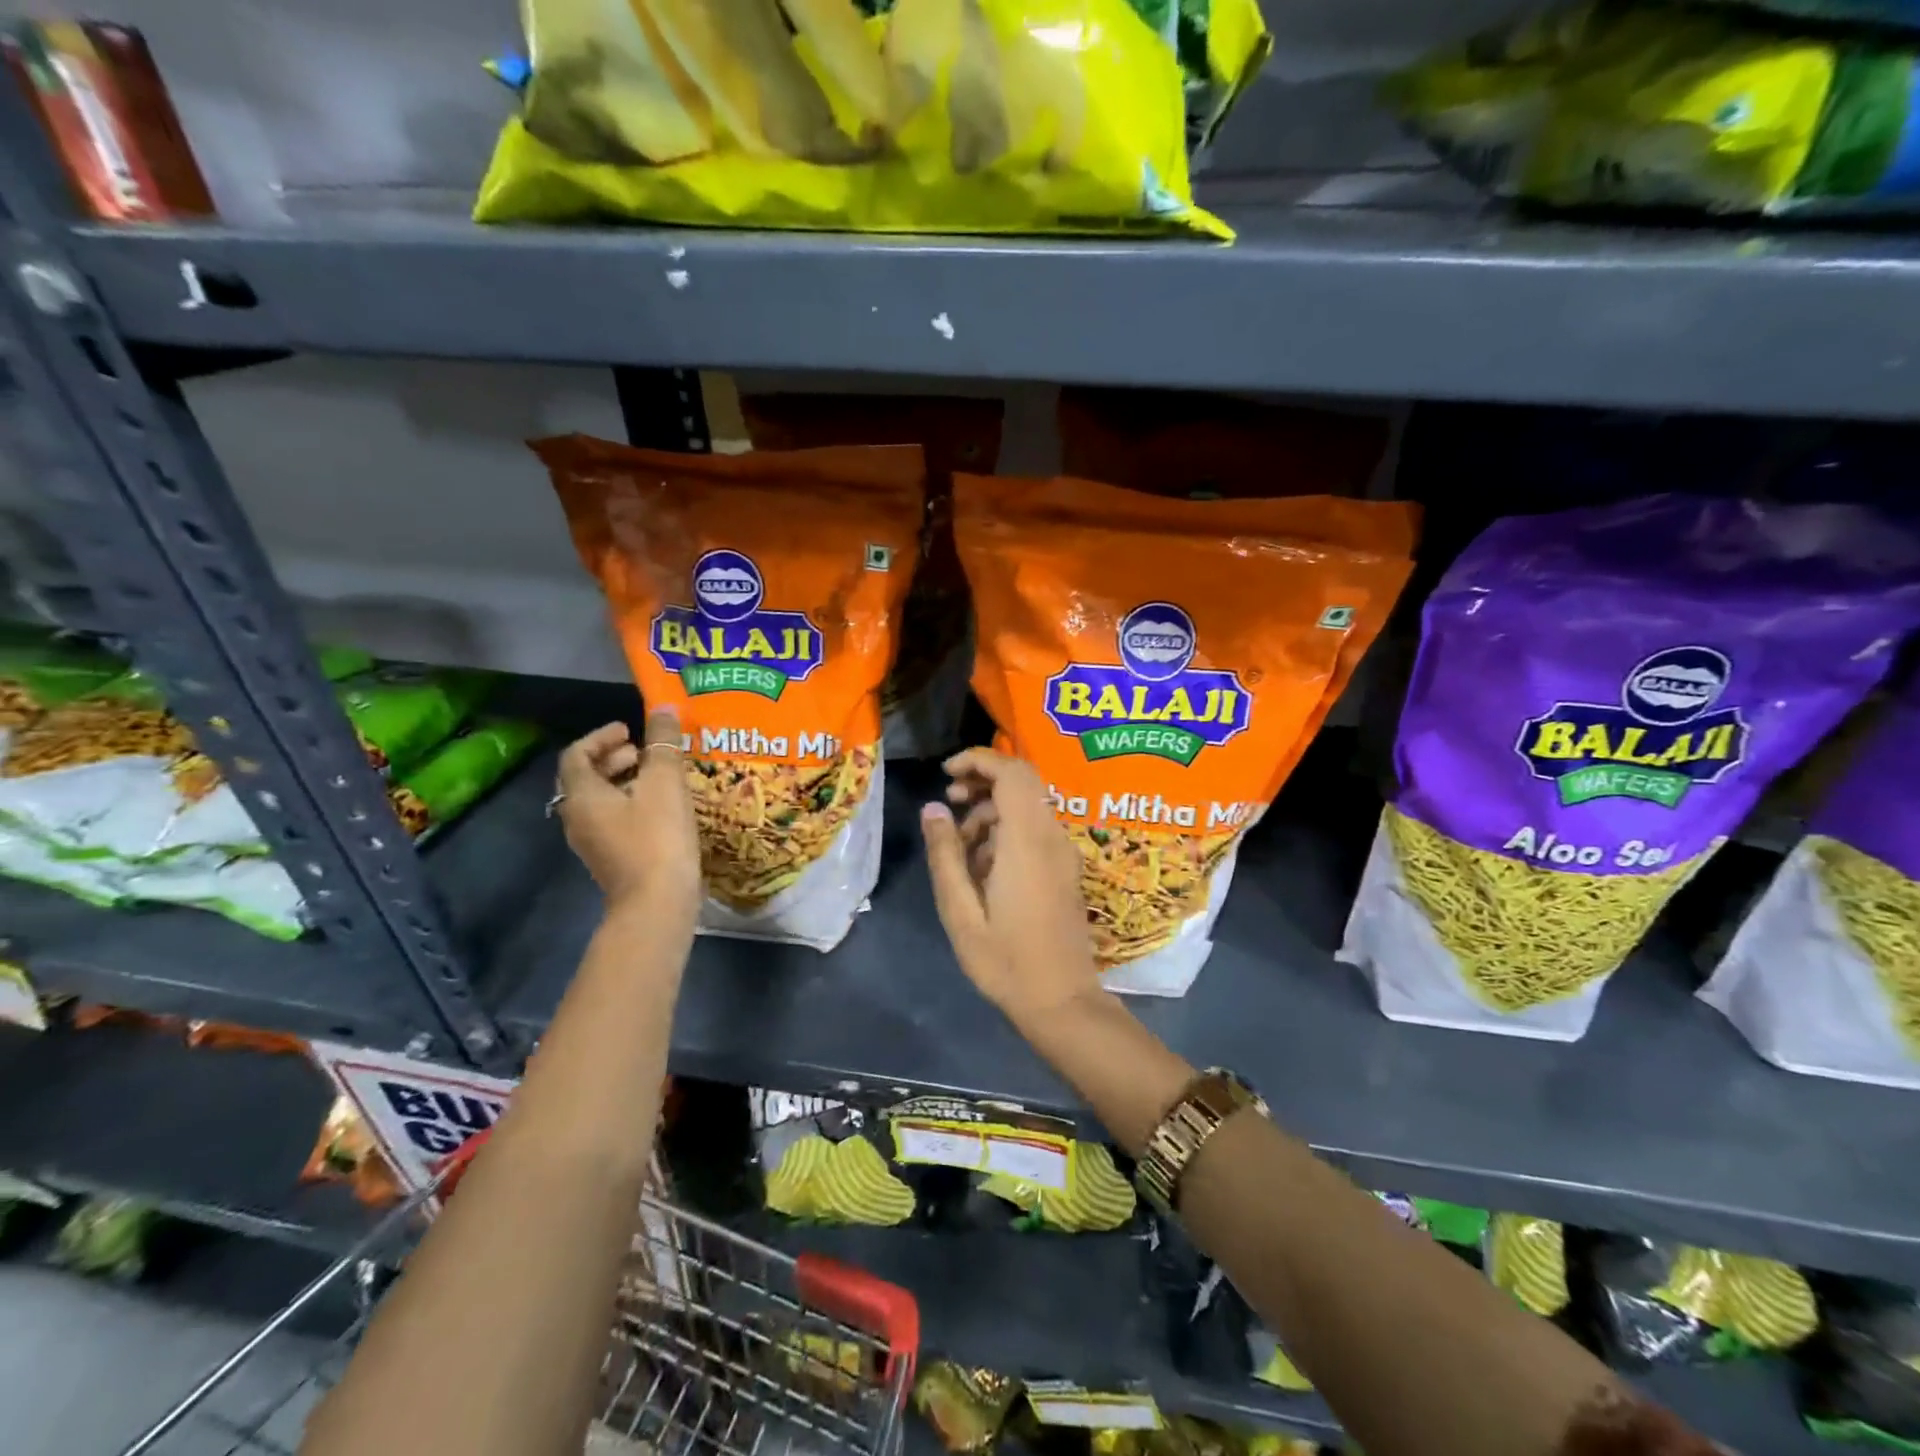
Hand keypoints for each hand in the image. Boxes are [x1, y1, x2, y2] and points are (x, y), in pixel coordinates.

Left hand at [557, 709, 699, 923]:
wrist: (657, 905)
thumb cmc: (657, 839)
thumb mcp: (664, 785)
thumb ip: (664, 745)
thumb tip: (665, 708)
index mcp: (582, 797)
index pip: (576, 755)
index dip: (601, 736)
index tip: (631, 730)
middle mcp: (578, 818)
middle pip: (584, 778)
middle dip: (613, 758)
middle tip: (644, 750)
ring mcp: (593, 842)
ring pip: (599, 800)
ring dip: (623, 781)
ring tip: (657, 776)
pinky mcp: (611, 859)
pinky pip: (613, 819)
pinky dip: (630, 803)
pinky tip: (662, 807)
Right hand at [921, 748, 1102, 1024]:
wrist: (1062, 1002)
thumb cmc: (1005, 961)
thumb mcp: (961, 912)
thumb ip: (946, 855)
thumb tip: (933, 808)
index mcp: (1027, 842)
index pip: (1012, 773)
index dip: (978, 760)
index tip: (946, 774)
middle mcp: (1051, 838)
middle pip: (1022, 782)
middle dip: (982, 782)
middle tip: (950, 804)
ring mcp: (1063, 853)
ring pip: (1028, 806)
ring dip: (992, 812)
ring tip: (960, 848)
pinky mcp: (1065, 869)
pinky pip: (1035, 830)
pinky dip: (1007, 831)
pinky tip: (983, 868)